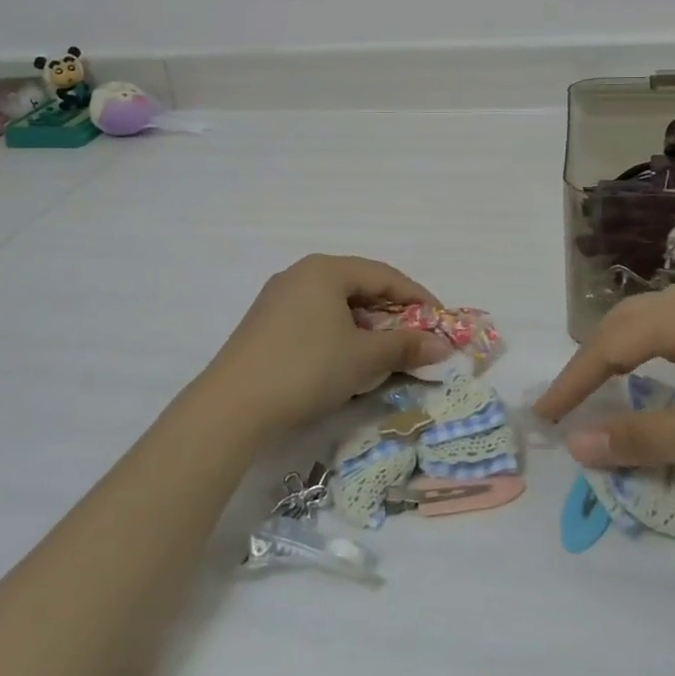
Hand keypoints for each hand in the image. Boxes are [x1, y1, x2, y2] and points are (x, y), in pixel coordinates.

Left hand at [191, 255, 449, 438]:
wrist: (232, 406)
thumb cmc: (307, 369)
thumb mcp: (363, 358)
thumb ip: (404, 346)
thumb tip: (442, 346)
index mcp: (325, 269)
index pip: (384, 275)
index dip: (417, 297)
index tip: (441, 322)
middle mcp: (300, 274)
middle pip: (358, 286)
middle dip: (391, 313)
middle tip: (416, 339)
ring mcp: (278, 298)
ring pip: (335, 304)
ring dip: (365, 326)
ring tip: (384, 353)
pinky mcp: (265, 323)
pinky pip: (314, 318)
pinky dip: (339, 333)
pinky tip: (346, 359)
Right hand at [533, 286, 674, 480]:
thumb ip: (639, 438)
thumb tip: (575, 444)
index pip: (606, 345)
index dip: (572, 381)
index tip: (544, 416)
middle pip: (628, 322)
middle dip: (593, 361)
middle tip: (570, 400)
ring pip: (660, 322)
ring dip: (626, 352)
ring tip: (611, 382)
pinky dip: (660, 352)